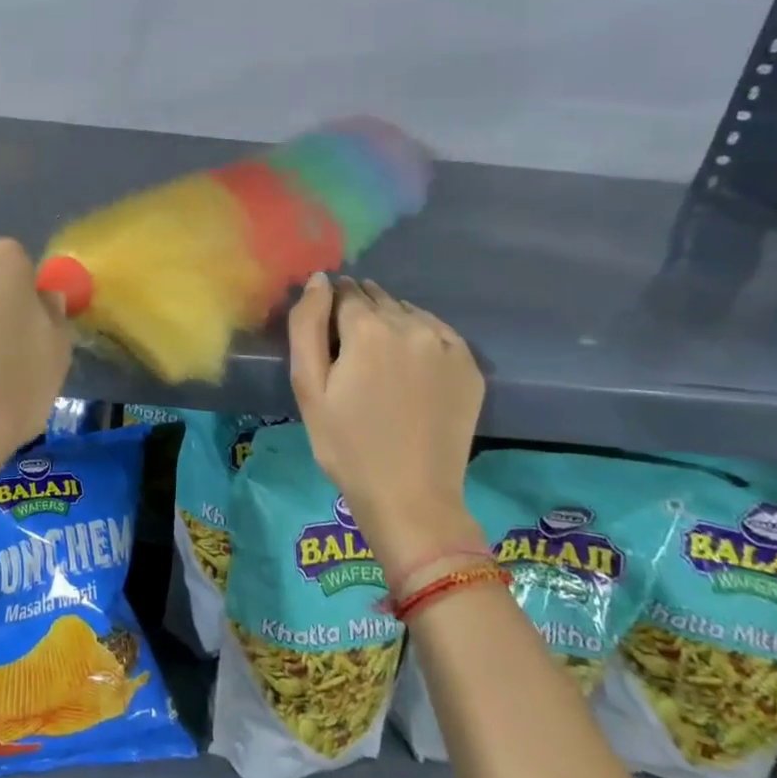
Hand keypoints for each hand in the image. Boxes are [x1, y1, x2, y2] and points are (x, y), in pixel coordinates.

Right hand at [287, 274, 484, 567]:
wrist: (411, 497)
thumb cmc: (347, 445)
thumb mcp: (308, 387)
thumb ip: (306, 325)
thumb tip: (319, 280)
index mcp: (368, 329)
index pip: (343, 292)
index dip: (329, 309)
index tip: (325, 335)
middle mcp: (412, 325)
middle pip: (377, 298)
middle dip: (359, 312)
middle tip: (350, 351)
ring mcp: (447, 344)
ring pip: (408, 312)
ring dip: (390, 322)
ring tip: (379, 360)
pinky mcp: (470, 365)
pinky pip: (438, 331)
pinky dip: (420, 337)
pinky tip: (409, 366)